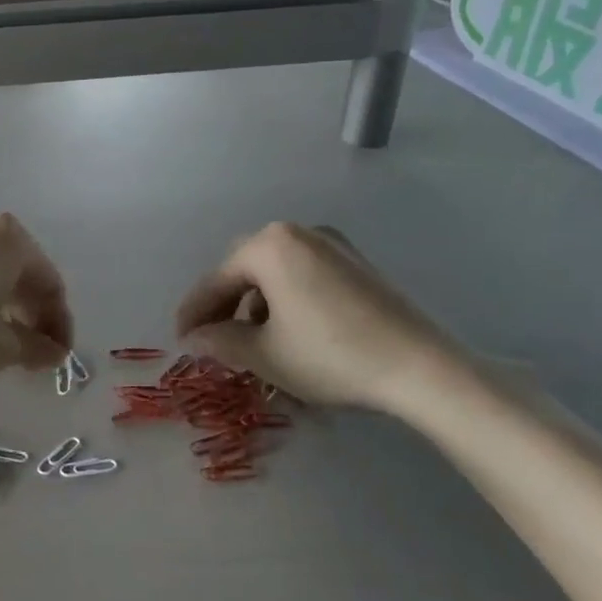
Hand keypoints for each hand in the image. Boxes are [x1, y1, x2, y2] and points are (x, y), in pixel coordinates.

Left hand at [0, 214, 72, 385]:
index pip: (50, 284)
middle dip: (32, 314)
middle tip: (32, 353)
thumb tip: (54, 352)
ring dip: (5, 307)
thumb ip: (35, 348)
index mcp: (11, 239)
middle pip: (22, 272)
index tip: (57, 358)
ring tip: (2, 343)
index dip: (58, 325)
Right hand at [174, 223, 466, 414]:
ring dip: (255, 303)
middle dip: (224, 305)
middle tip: (211, 338)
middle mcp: (298, 233)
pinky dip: (285, 298)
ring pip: (274, 272)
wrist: (422, 368)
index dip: (194, 313)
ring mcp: (332, 244)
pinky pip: (303, 274)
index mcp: (270, 245)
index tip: (179, 339)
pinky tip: (289, 329)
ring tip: (251, 340)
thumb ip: (220, 341)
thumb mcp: (265, 354)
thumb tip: (196, 338)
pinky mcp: (357, 264)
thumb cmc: (331, 356)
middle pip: (244, 269)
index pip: (216, 280)